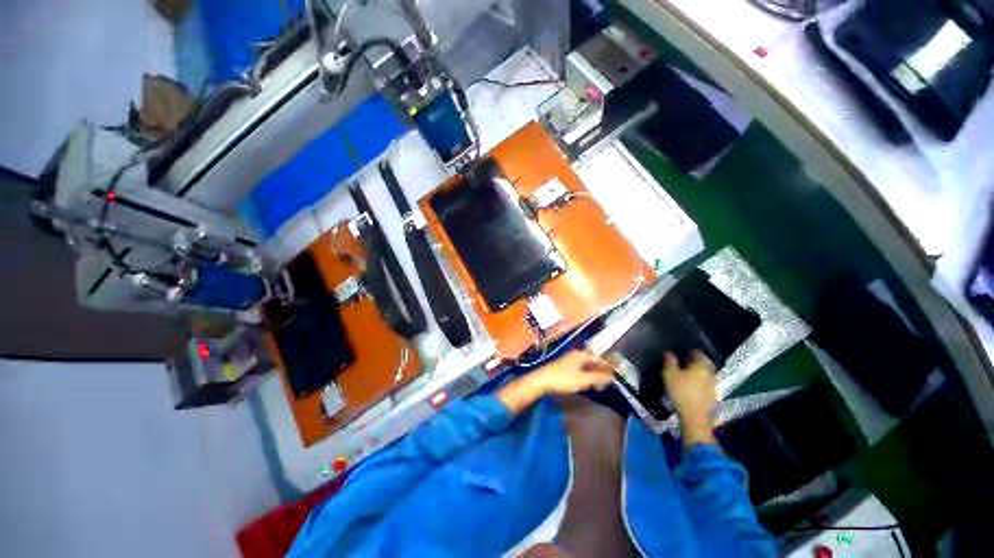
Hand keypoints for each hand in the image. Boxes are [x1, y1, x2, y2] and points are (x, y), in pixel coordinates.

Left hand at [497, 350, 614, 414]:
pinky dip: (587, 376)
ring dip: (594, 375)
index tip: (618, 374)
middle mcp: (576, 355)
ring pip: (587, 366)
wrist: (542, 380)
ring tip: (600, 386)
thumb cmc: (564, 379)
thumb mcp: (583, 380)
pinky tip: (588, 383)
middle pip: (593, 362)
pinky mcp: (565, 367)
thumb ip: (598, 378)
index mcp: (582, 355)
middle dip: (602, 371)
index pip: (599, 359)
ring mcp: (570, 360)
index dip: (609, 367)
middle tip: (610, 382)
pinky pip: (581, 370)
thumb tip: (612, 377)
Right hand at [662, 351, 717, 446]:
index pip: (698, 353)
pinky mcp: (714, 397)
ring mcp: (714, 386)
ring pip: (706, 374)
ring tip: (687, 374)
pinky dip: (700, 382)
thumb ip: (669, 361)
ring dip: (698, 373)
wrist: (695, 418)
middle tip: (683, 362)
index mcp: (702, 365)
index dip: (689, 351)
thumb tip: (669, 352)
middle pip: (704, 363)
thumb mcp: (670, 374)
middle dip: (695, 361)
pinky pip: (706, 384)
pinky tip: (692, 386)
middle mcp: (711, 373)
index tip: (681, 351)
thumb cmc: (681, 392)